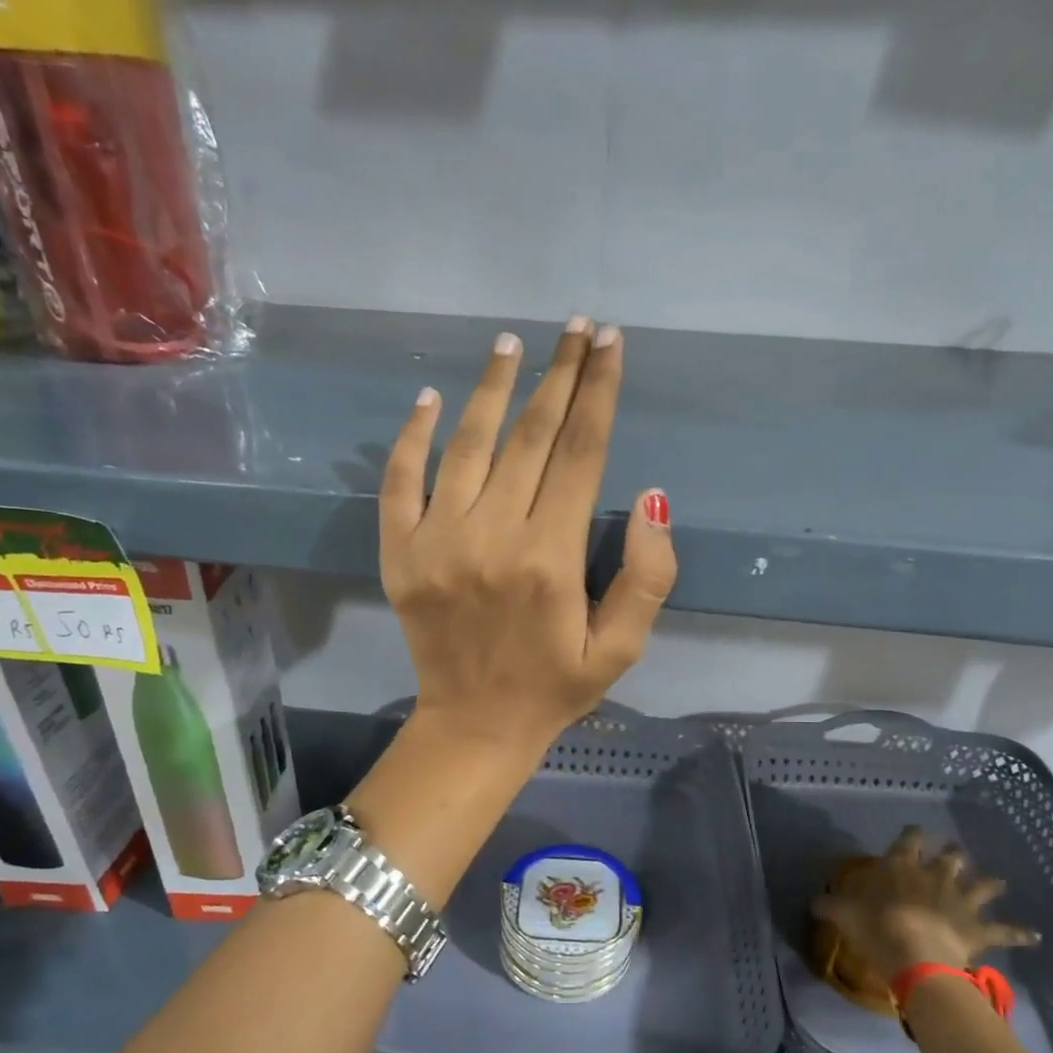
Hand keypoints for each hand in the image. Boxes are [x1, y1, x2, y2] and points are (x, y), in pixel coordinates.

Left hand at [379, 320, 675, 755]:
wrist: (475, 725)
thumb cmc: (555, 686)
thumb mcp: (622, 648)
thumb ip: (647, 577)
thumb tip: (653, 499)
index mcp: (551, 558)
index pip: (581, 453)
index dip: (599, 392)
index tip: (610, 344)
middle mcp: (493, 537)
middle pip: (531, 436)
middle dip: (559, 374)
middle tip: (576, 327)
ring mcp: (437, 542)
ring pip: (468, 444)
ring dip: (492, 388)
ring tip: (512, 343)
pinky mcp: (399, 554)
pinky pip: (399, 480)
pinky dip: (413, 435)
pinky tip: (430, 398)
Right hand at [812, 828, 1038, 978]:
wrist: (914, 953)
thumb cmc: (874, 925)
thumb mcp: (842, 912)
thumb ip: (830, 904)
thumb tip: (816, 900)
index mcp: (902, 866)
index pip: (907, 840)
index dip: (911, 834)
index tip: (914, 830)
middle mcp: (935, 876)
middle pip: (948, 858)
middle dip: (951, 854)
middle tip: (953, 852)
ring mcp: (960, 900)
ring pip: (981, 886)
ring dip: (990, 884)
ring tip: (999, 882)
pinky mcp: (978, 928)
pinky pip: (1004, 931)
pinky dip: (1019, 933)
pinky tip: (1035, 935)